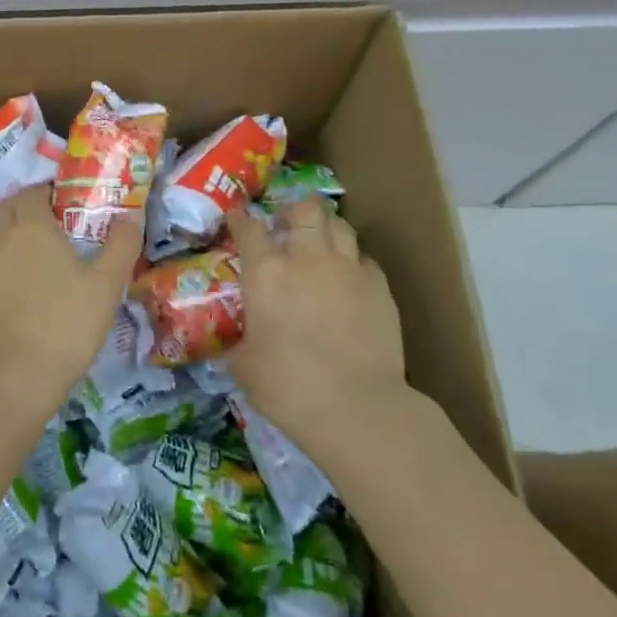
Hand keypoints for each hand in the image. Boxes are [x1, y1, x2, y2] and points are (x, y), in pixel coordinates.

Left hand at [0, 186, 141, 415]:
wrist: (9, 380)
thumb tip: (131, 215)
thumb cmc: (64, 328)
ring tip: (7, 246)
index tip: (59, 206)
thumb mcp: (107, 287)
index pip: (32, 194)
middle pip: (3, 208)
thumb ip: (121, 245)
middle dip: (20, 208)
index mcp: (32, 228)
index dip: (45, 195)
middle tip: (39, 227)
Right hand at [225, 199, 410, 448]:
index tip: (237, 221)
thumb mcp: (245, 365)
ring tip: (318, 244)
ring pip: (339, 225)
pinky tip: (347, 280)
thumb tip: (237, 343)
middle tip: (285, 225)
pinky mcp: (380, 287)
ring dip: (325, 228)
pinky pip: (364, 259)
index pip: (249, 228)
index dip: (240, 220)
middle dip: (292, 210)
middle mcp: (307, 258)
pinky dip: (352, 262)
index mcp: (266, 273)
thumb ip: (239, 341)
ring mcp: (348, 269)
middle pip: (304, 208)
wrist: (358, 408)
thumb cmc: (289, 387)